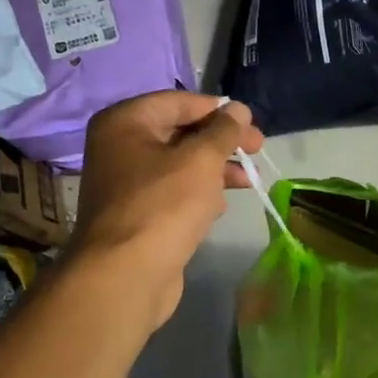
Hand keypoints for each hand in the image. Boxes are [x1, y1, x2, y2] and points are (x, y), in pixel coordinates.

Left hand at [68, 91, 265, 332]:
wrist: (127, 275)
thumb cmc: (164, 206)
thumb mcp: (201, 160)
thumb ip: (224, 131)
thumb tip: (238, 109)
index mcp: (125, 122)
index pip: (180, 102)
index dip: (219, 111)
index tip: (252, 126)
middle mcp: (120, 146)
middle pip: (180, 132)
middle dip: (221, 142)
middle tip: (257, 152)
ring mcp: (127, 182)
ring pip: (181, 164)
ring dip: (215, 169)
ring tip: (247, 181)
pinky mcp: (139, 213)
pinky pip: (174, 192)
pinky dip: (199, 193)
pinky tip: (220, 205)